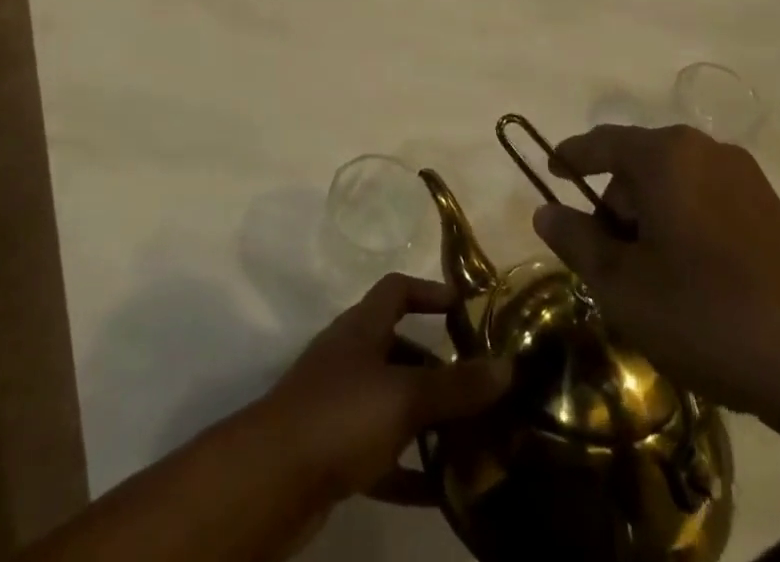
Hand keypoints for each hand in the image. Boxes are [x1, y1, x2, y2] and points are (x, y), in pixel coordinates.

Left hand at [256, 274, 511, 506]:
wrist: (271, 479)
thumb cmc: (340, 416)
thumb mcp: (405, 397)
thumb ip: (456, 386)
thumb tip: (508, 367)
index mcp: (362, 328)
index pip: (396, 289)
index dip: (429, 291)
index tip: (464, 306)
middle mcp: (350, 358)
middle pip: (399, 348)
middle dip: (438, 366)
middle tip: (480, 387)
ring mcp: (339, 405)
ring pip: (392, 403)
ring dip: (427, 419)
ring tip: (472, 439)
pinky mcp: (334, 452)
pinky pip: (382, 454)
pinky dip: (410, 468)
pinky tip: (443, 491)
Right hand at [532, 125, 779, 438]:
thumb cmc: (709, 317)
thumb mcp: (623, 287)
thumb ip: (576, 240)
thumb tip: (546, 210)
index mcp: (667, 156)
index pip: (601, 142)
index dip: (570, 156)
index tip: (551, 171)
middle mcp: (708, 153)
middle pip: (640, 166)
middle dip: (616, 205)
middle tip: (607, 260)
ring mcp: (750, 182)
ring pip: (678, 187)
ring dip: (653, 222)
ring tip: (652, 282)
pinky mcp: (779, 217)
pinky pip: (712, 206)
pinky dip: (689, 230)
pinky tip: (697, 286)